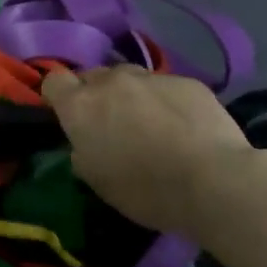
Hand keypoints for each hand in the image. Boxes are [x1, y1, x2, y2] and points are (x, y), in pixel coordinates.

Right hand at [40, 66, 254, 238]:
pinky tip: (184, 127)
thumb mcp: (98, 182)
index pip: (54, 80)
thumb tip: (86, 143)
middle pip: (93, 76)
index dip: (59, 95)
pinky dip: (167, 102)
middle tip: (111, 124)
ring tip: (150, 124)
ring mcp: (151, 78)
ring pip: (131, 79)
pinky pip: (166, 87)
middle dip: (96, 95)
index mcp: (81, 107)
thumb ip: (83, 152)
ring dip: (132, 95)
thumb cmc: (145, 190)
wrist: (213, 180)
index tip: (68, 115)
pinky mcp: (187, 81)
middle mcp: (112, 82)